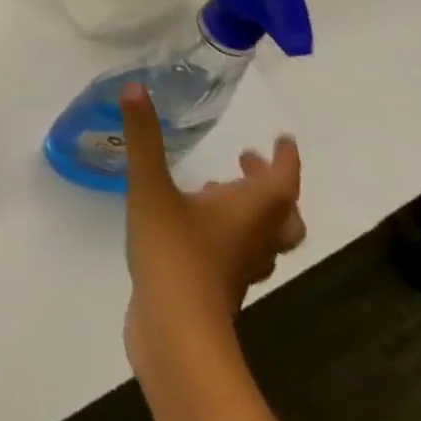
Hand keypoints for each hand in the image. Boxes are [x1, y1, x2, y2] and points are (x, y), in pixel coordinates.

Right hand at [121, 86, 303, 370]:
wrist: (175, 334)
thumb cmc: (173, 253)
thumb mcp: (150, 186)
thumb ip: (143, 137)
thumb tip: (135, 85)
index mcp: (248, 213)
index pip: (281, 184)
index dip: (285, 161)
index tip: (283, 139)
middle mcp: (251, 240)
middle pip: (283, 218)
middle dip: (271, 187)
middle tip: (247, 162)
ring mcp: (236, 269)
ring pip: (262, 238)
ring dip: (251, 211)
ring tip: (218, 188)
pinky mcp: (216, 287)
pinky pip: (236, 254)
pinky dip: (226, 232)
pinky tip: (193, 224)